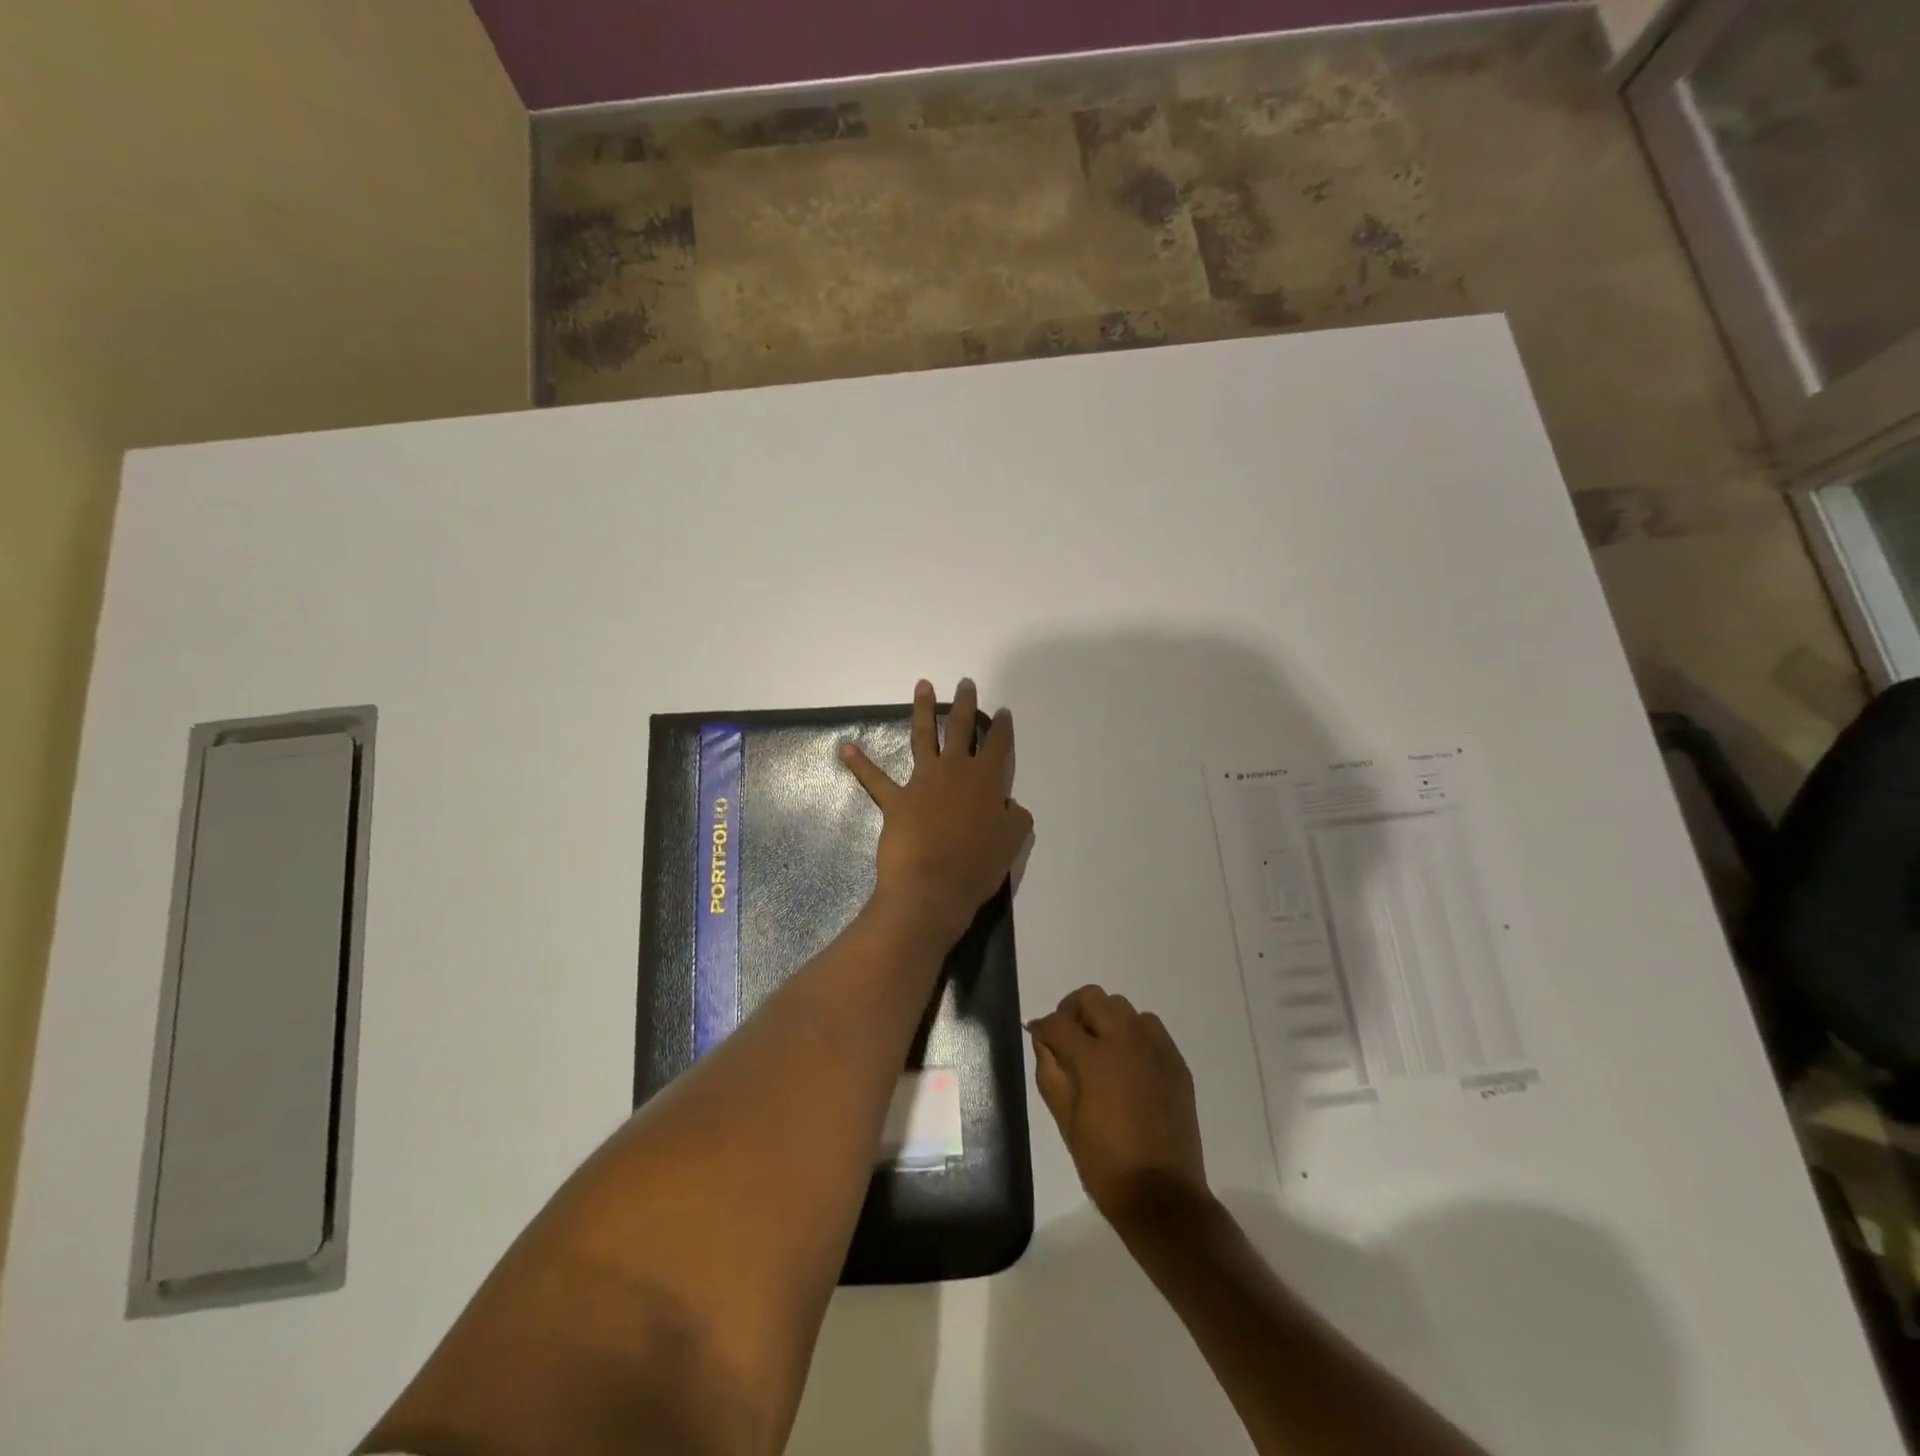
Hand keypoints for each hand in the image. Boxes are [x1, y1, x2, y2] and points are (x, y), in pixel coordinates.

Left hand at [841, 678, 1033, 949]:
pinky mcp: (896, 800)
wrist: (932, 886)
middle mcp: (955, 771)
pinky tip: (846, 748)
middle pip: (962, 728)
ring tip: (923, 686)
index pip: (998, 745)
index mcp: (986, 780)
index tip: (1003, 712)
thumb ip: (1014, 817)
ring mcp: (922, 781)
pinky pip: (875, 779)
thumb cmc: (978, 866)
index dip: (1003, 728)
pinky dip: (860, 764)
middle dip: (966, 704)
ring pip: (923, 738)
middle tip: (965, 683)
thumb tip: (1008, 805)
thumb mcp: (1012, 841)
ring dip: (923, 710)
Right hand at [1028, 986, 1209, 1227]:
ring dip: (1106, 1019)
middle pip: (1092, 997)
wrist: (1162, 1197)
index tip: (1038, 1036)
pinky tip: (1128, 1063)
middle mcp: (1126, 1040)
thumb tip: (1043, 1042)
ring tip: (1100, 1049)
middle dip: (1073, 1011)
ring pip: (1124, 1008)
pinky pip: (1151, 1028)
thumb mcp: (1065, 1120)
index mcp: (1094, 1057)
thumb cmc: (1105, 1164)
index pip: (1058, 1022)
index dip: (1042, 1027)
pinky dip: (1134, 1033)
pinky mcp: (1176, 1062)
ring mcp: (1155, 1049)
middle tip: (1067, 1037)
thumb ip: (1050, 1072)